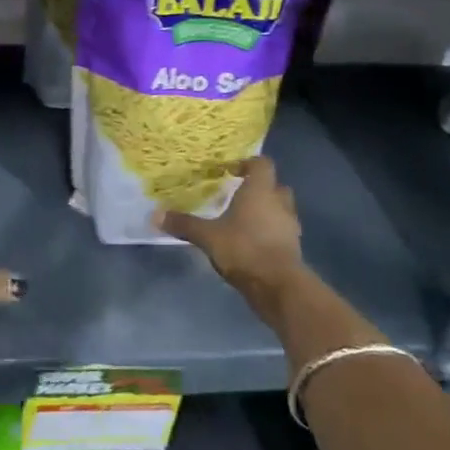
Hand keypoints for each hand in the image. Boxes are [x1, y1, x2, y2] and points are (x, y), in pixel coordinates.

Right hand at [159, 157, 307, 298]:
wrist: (279, 286)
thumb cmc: (244, 248)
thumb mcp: (208, 236)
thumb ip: (184, 224)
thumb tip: (155, 215)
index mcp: (260, 191)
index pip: (262, 164)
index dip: (248, 163)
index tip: (230, 170)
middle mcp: (279, 203)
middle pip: (274, 185)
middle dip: (259, 188)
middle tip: (238, 194)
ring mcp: (290, 225)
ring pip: (280, 209)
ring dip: (267, 210)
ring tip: (243, 219)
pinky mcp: (294, 247)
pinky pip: (282, 230)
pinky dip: (270, 231)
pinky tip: (252, 241)